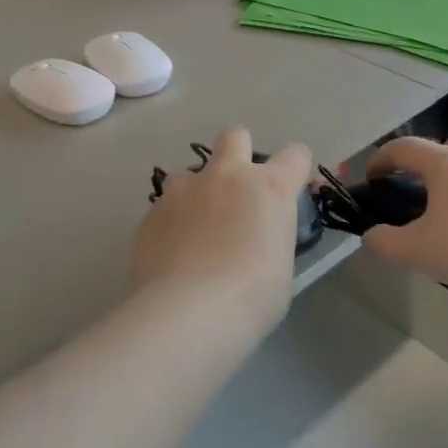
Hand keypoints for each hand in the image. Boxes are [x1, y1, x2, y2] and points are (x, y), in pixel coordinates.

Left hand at [133, 128, 311, 322]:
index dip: (294, 169)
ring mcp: (184, 189)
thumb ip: (270, 236)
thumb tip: (256, 238)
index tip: (290, 188)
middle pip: (235, 137)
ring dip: (196, 192)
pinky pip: (165, 207)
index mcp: (269, 187)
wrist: (190, 311)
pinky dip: (171, 222)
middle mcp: (226, 176)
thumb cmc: (252, 296)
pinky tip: (172, 252)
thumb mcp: (280, 265)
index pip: (295, 156)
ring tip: (195, 229)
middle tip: (236, 190)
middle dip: (237, 153)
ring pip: (189, 172)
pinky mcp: (152, 211)